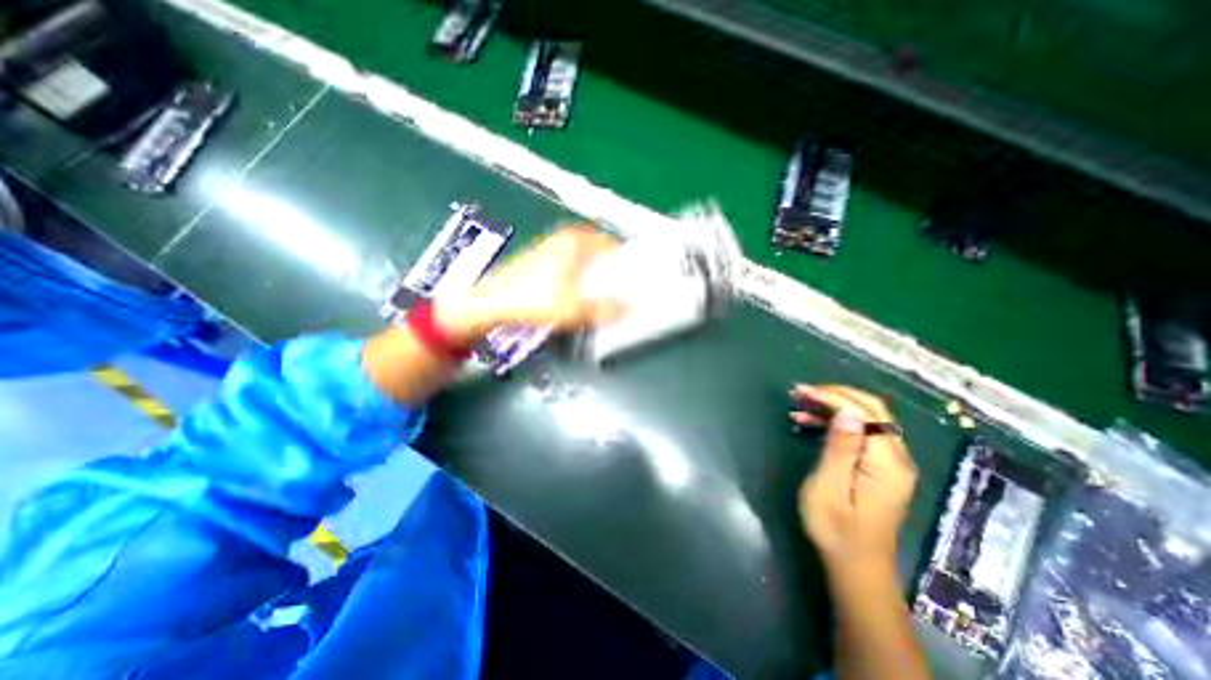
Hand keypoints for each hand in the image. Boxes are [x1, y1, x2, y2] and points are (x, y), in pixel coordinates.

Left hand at [439, 226, 623, 345]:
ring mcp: (545, 248)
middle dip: (604, 264)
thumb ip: (604, 310)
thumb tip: (628, 310)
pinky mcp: (534, 261)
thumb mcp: (574, 309)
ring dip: (588, 269)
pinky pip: (563, 263)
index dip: (620, 257)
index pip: (607, 242)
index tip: (627, 274)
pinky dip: (572, 274)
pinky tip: (569, 293)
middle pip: (592, 247)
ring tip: (594, 291)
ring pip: (576, 255)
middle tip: (612, 283)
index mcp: (574, 242)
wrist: (489, 304)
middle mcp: (560, 239)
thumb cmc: (534, 301)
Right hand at [798, 386, 918, 570]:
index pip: (864, 413)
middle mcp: (897, 457)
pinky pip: (861, 432)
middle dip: (834, 394)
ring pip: (866, 418)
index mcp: (887, 463)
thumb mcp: (829, 489)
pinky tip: (809, 423)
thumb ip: (840, 449)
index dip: (831, 396)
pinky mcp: (880, 467)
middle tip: (799, 392)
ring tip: (798, 405)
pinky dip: (836, 422)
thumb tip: (847, 412)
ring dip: (832, 406)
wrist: (855, 566)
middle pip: (871, 409)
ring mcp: (891, 462)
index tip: (800, 391)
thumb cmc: (835, 529)